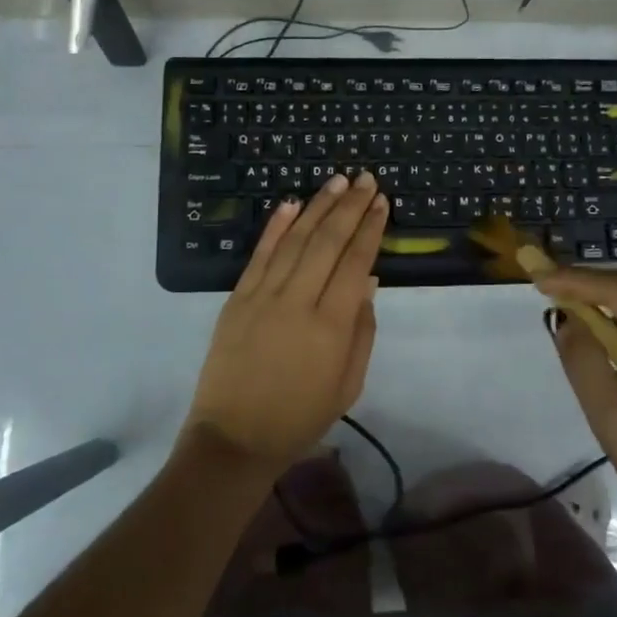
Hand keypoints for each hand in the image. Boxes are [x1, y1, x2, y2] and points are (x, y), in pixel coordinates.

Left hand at [185, 173, 389, 473]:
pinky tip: (290, 203)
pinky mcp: (237, 298)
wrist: (234, 437)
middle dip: (350, 207)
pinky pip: (260, 254)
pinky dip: (276, 226)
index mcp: (331, 325)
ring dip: (317, 206)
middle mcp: (297, 301)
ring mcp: (263, 296)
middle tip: (365, 179)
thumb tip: (368, 281)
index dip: (370, 229)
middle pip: (327, 241)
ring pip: (295, 239)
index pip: (355, 262)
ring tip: (337, 182)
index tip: (382, 202)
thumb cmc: (301, 416)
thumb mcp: (348, 384)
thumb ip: (362, 330)